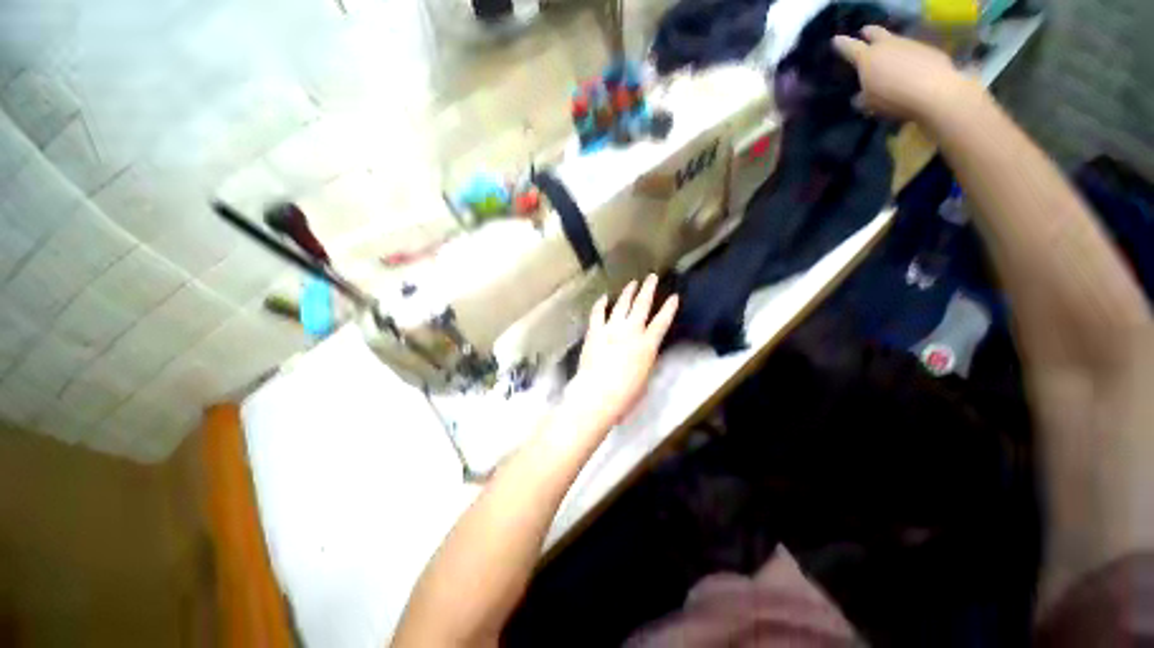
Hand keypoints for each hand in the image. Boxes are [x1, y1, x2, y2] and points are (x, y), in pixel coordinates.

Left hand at [564, 274, 678, 431]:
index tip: (674, 296)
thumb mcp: (644, 377)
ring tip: (632, 283)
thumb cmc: (625, 394)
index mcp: (647, 345)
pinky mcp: (595, 332)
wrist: (597, 394)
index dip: (669, 308)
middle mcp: (631, 331)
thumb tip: (645, 350)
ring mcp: (611, 329)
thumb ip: (646, 359)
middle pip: (642, 305)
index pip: (662, 322)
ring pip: (622, 305)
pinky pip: (598, 313)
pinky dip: (601, 304)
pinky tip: (604, 297)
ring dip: (628, 292)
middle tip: (652, 277)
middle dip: (648, 289)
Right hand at [832, 26, 974, 121]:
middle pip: (876, 32)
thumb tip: (860, 96)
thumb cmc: (892, 99)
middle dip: (868, 32)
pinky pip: (914, 53)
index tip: (836, 40)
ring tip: (890, 58)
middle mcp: (888, 45)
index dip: (841, 44)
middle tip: (865, 32)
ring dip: (891, 47)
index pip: (849, 48)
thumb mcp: (869, 104)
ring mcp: (910, 45)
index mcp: (868, 58)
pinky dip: (909, 59)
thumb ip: (862, 98)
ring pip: (896, 41)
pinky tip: (911, 71)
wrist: (934, 93)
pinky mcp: (929, 50)